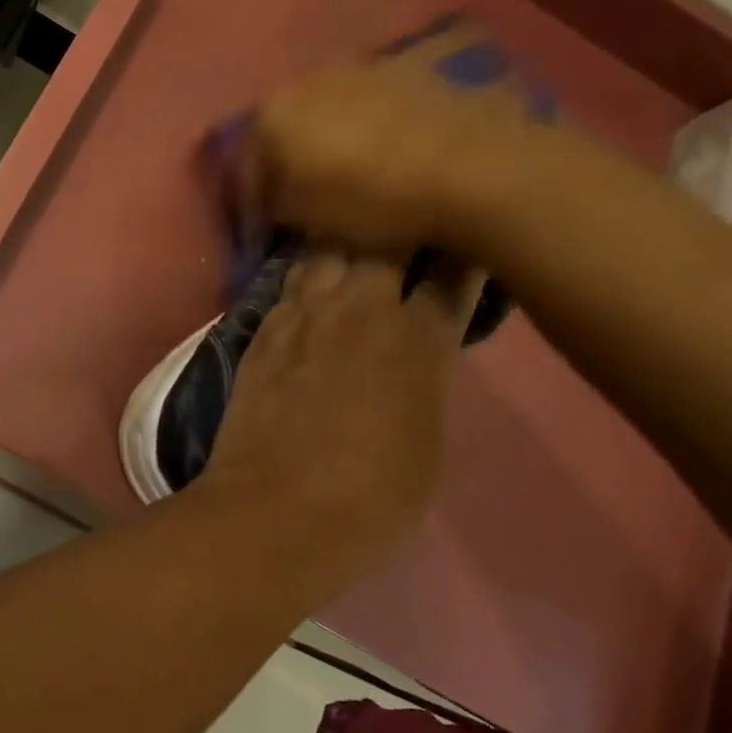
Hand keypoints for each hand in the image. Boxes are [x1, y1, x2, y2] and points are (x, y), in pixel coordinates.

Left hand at [200, 251, 481, 549]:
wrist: (278, 508)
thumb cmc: (373, 495)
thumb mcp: (429, 440)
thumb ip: (427, 378)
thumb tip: (420, 351)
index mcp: (417, 339)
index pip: (450, 274)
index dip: (462, 253)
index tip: (468, 240)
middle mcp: (359, 311)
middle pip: (383, 240)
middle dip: (401, 224)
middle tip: (409, 223)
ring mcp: (303, 315)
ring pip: (327, 249)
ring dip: (346, 238)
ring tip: (356, 233)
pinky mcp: (263, 329)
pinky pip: (288, 282)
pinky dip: (306, 271)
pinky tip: (311, 273)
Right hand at [246, 19, 551, 259]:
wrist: (472, 168)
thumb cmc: (370, 197)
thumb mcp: (304, 216)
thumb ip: (276, 203)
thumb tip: (277, 197)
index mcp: (273, 113)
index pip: (247, 163)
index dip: (253, 200)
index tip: (263, 228)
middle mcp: (307, 80)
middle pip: (285, 129)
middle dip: (286, 162)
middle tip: (298, 196)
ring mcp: (359, 70)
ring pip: (326, 113)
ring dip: (325, 142)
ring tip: (341, 175)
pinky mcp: (405, 73)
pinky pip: (367, 108)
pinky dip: (363, 131)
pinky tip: (379, 156)